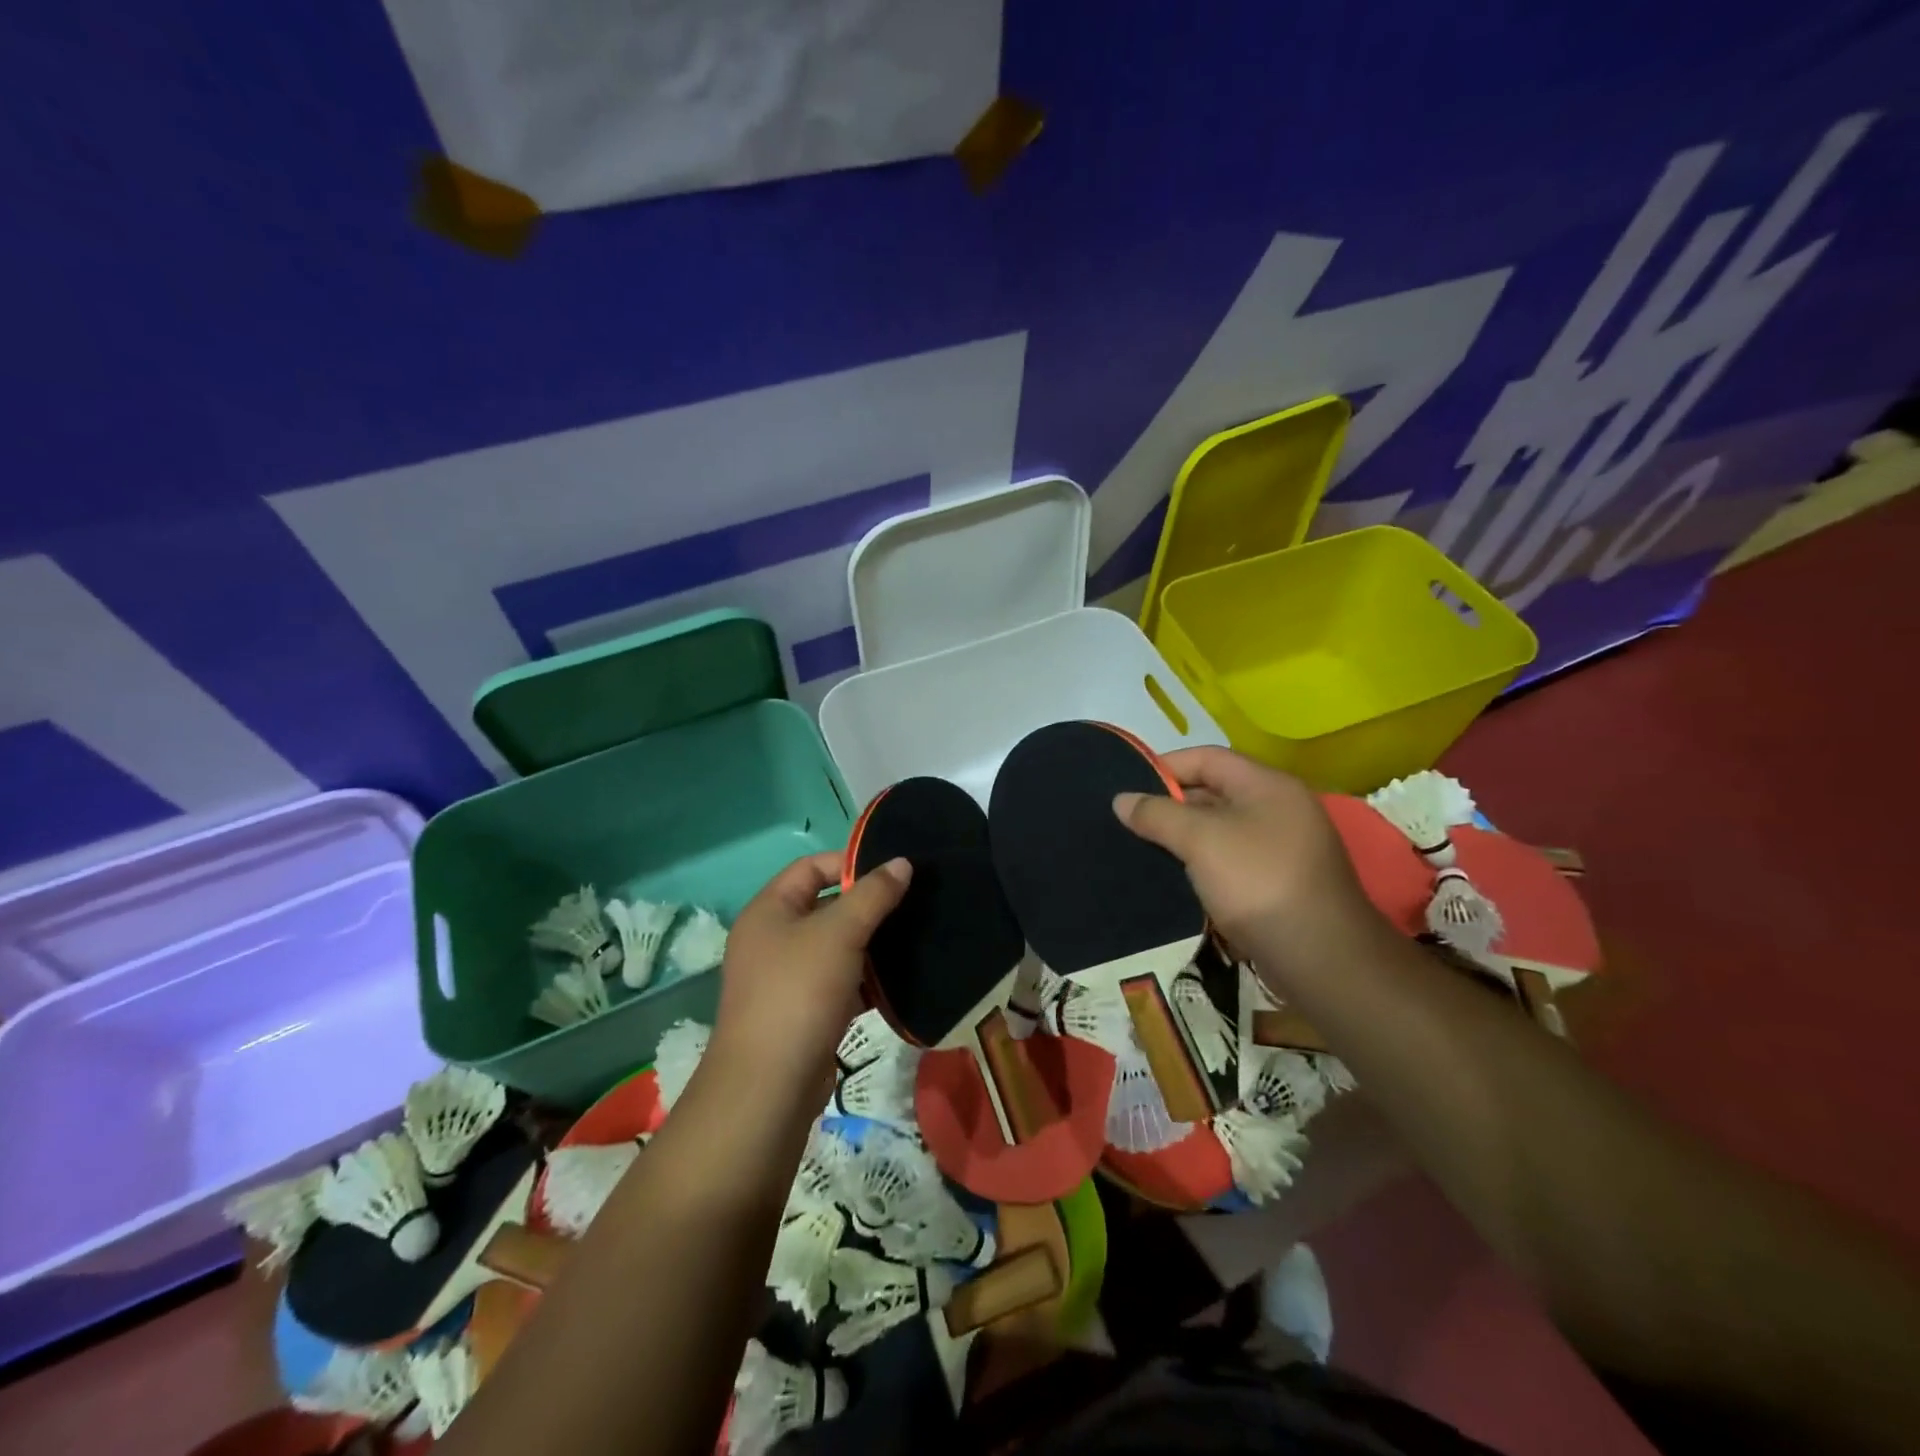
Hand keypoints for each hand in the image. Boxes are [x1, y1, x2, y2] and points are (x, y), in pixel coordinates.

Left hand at [712, 850, 910, 1103]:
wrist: (769, 1086)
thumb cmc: (799, 992)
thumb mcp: (839, 933)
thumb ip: (873, 895)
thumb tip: (902, 862)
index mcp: (769, 910)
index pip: (811, 867)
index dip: (851, 863)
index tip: (894, 872)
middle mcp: (773, 939)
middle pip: (826, 906)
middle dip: (868, 905)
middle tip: (913, 903)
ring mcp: (787, 978)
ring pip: (837, 947)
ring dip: (872, 943)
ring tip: (915, 936)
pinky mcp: (805, 1012)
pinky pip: (841, 982)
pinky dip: (868, 980)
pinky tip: (902, 980)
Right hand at [1113, 747, 1383, 981]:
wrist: (1322, 959)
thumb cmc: (1259, 883)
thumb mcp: (1201, 840)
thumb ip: (1158, 815)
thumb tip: (1122, 799)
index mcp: (1268, 786)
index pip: (1208, 758)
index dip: (1165, 766)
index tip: (1127, 787)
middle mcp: (1279, 809)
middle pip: (1214, 792)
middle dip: (1170, 804)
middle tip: (1128, 821)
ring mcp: (1282, 848)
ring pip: (1220, 829)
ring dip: (1183, 837)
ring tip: (1142, 847)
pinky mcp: (1279, 883)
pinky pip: (1231, 859)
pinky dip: (1201, 863)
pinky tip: (1173, 876)